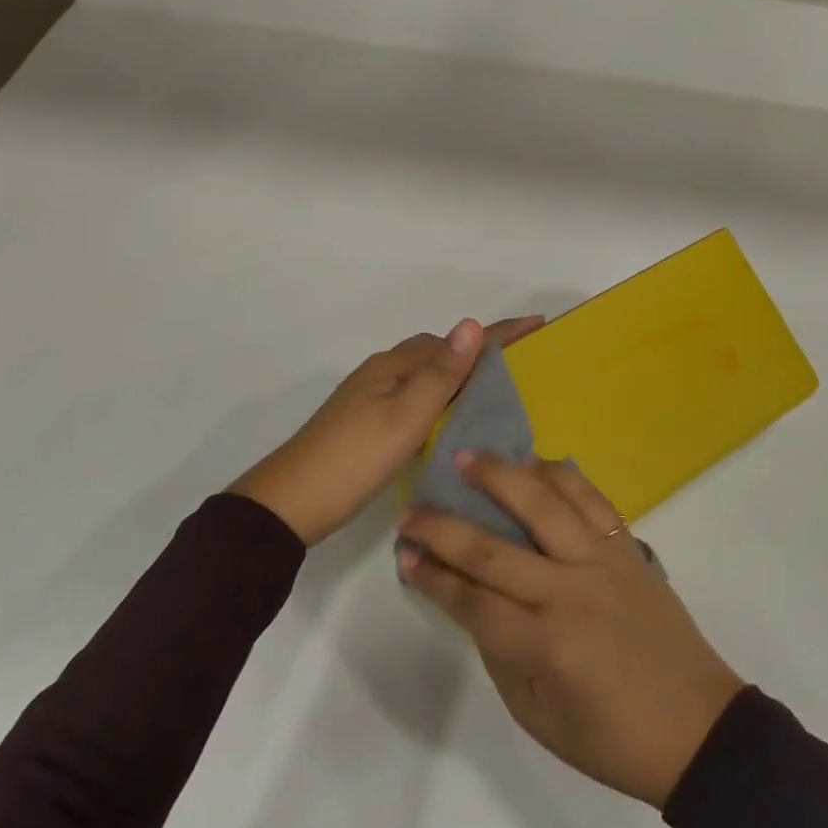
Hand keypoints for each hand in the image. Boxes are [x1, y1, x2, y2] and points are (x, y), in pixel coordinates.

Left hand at [228, 316, 544, 546]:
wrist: (290, 503)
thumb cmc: (354, 458)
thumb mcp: (405, 417)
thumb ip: (441, 373)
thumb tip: (472, 323)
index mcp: (396, 365)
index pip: (457, 341)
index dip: (498, 333)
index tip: (538, 325)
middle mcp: (385, 371)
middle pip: (441, 352)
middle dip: (481, 352)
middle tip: (522, 369)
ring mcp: (372, 396)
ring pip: (427, 375)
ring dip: (460, 376)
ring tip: (495, 396)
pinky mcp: (367, 421)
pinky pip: (415, 396)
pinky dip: (440, 399)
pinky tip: (450, 423)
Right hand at [398, 454, 745, 807]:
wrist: (697, 725)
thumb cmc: (612, 738)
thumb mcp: (538, 717)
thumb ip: (500, 652)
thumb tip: (470, 597)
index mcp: (546, 646)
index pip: (472, 601)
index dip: (432, 578)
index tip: (403, 555)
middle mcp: (570, 592)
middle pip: (493, 548)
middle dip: (443, 527)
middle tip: (411, 509)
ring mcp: (602, 560)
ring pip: (543, 502)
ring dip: (500, 476)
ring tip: (466, 458)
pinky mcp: (627, 546)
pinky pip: (590, 497)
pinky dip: (560, 474)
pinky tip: (535, 463)